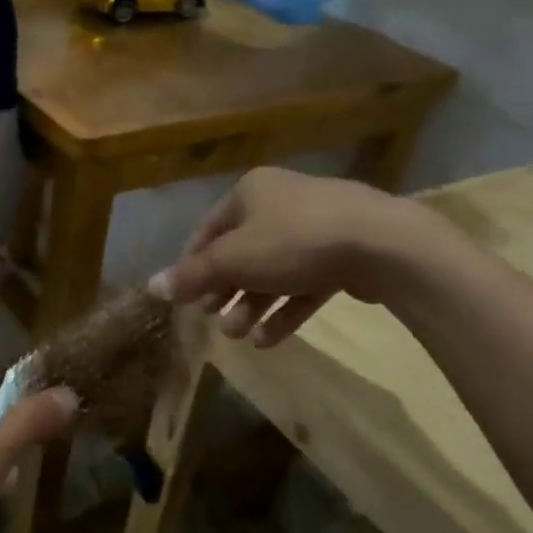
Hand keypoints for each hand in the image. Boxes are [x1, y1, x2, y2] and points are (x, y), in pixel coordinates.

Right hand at [149, 168, 408, 345]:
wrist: (381, 245)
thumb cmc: (293, 241)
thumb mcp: (233, 259)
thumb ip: (193, 276)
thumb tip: (151, 286)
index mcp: (250, 192)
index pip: (208, 231)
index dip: (192, 266)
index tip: (184, 299)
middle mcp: (281, 203)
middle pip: (241, 253)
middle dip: (226, 292)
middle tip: (215, 322)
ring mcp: (316, 228)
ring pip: (273, 271)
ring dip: (253, 305)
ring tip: (241, 336)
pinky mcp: (342, 255)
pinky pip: (304, 284)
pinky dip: (285, 309)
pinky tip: (270, 339)